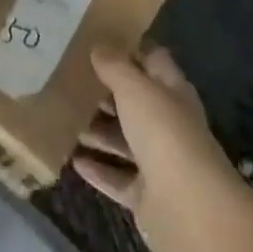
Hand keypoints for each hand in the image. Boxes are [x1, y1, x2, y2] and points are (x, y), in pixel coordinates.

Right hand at [74, 47, 244, 251]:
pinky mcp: (146, 196)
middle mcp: (167, 123)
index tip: (99, 43)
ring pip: (123, 140)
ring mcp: (158, 161)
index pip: (153, 61)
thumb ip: (115, 67)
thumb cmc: (163, 133)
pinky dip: (97, 169)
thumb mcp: (135, 89)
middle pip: (135, 102)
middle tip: (71, 82)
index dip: (130, 50)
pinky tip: (72, 160)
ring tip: (64, 120)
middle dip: (106, 93)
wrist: (188, 208)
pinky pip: (117, 177)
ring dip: (97, 131)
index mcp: (172, 91)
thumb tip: (99, 47)